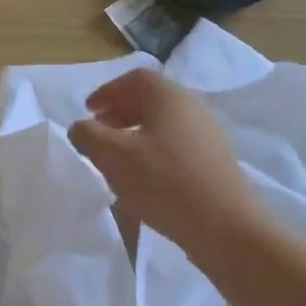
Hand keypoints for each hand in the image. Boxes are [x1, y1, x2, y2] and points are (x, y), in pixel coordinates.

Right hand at [68, 68, 261, 253]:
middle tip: (98, 133)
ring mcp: (208, 136)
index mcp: (169, 96)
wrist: (225, 227)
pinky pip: (177, 147)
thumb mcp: (112, 156)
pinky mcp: (215, 163)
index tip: (88, 111)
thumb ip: (88, 135)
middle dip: (120, 113)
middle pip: (151, 100)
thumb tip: (80, 127)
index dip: (107, 91)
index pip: (135, 79)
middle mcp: (193, 108)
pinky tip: (143, 180)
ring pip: (164, 125)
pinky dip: (153, 153)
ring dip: (136, 135)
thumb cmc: (164, 181)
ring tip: (116, 160)